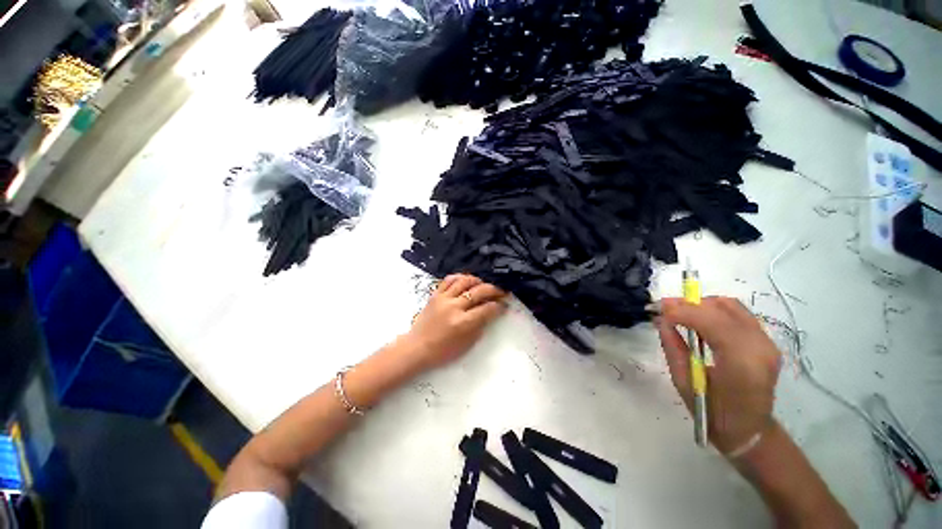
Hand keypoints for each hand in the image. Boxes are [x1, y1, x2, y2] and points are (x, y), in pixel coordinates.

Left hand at [402, 274, 507, 372]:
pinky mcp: (435, 295)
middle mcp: (454, 307)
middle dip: (494, 290)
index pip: (487, 309)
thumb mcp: (467, 344)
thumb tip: (491, 313)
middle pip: (479, 291)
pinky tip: (466, 280)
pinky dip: (460, 277)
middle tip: (501, 292)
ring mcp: (443, 298)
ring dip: (478, 281)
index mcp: (463, 323)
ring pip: (464, 281)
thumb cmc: (443, 351)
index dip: (499, 306)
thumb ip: (480, 326)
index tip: (504, 304)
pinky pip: (448, 280)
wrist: (417, 347)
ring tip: (483, 284)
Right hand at [657, 297, 781, 452]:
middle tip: (663, 308)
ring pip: (731, 306)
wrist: (749, 430)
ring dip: (701, 304)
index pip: (712, 322)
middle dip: (689, 304)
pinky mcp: (765, 341)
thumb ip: (673, 347)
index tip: (657, 310)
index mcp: (741, 364)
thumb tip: (660, 320)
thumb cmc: (712, 412)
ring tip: (679, 312)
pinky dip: (714, 310)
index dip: (682, 312)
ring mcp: (767, 343)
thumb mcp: (684, 381)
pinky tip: (698, 318)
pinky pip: (737, 313)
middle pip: (722, 309)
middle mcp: (760, 348)